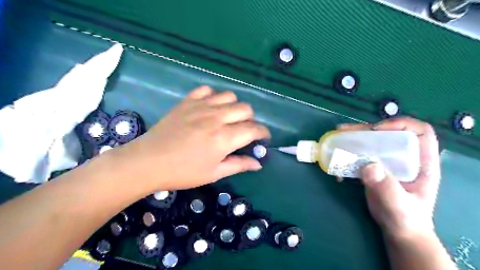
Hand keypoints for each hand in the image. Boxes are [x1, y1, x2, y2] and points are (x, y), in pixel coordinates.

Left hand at [114, 86, 268, 190]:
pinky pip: (207, 90)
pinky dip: (213, 97)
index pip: (253, 129)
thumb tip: (258, 163)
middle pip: (245, 109)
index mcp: (224, 138)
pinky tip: (210, 108)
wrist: (148, 161)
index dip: (263, 133)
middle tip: (243, 131)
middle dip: (250, 120)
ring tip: (228, 118)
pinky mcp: (188, 101)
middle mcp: (216, 118)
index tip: (263, 139)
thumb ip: (239, 165)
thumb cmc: (183, 172)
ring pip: (229, 96)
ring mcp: (201, 106)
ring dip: (234, 107)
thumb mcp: (214, 173)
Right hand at [335, 117, 439, 238]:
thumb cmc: (406, 219)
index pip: (418, 131)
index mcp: (421, 162)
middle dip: (365, 130)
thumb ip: (387, 187)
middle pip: (387, 134)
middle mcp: (404, 157)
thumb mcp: (399, 205)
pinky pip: (360, 155)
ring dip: (353, 139)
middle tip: (344, 131)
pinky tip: (337, 162)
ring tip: (337, 138)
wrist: (398, 230)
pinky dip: (347, 154)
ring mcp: (387, 162)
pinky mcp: (374, 168)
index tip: (377, 131)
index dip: (399, 125)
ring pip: (371, 142)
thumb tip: (368, 166)